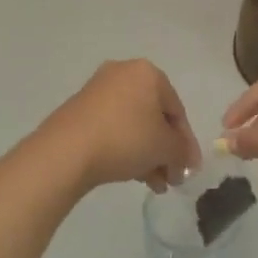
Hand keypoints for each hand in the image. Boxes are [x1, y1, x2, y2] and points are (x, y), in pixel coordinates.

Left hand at [39, 60, 201, 193]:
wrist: (67, 150)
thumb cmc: (126, 139)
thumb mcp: (165, 147)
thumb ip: (182, 151)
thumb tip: (186, 159)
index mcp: (148, 73)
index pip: (177, 110)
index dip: (186, 143)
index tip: (190, 168)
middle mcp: (122, 74)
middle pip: (154, 117)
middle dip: (165, 151)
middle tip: (171, 178)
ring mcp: (98, 90)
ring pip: (134, 125)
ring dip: (148, 154)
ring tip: (154, 185)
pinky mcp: (80, 109)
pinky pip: (113, 128)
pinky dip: (126, 148)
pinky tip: (133, 175)